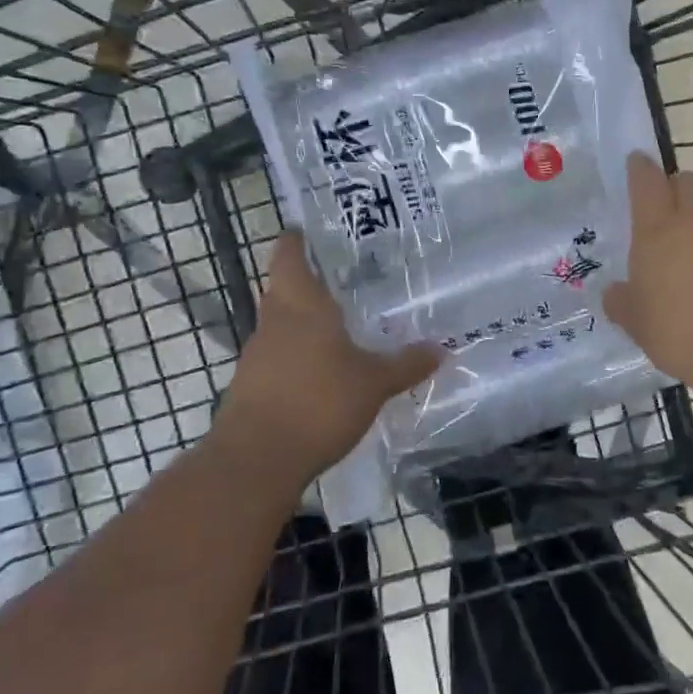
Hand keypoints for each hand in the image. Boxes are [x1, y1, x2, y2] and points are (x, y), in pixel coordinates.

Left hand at [213, 232, 439, 483]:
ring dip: (305, 322)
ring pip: (282, 325)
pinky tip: (323, 372)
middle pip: (285, 289)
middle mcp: (275, 323)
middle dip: (310, 282)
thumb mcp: (374, 384)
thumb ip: (406, 364)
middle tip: (347, 280)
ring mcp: (257, 356)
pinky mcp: (251, 387)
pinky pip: (278, 357)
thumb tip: (442, 348)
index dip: (296, 240)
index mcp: (302, 306)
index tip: (309, 230)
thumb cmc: (318, 404)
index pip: (289, 257)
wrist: (255, 462)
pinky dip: (298, 356)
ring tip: (342, 326)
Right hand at [604, 153, 692, 391]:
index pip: (647, 182)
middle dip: (679, 185)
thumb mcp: (638, 324)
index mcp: (657, 231)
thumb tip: (613, 293)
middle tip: (671, 204)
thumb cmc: (681, 333)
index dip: (641, 169)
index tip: (638, 161)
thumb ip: (623, 303)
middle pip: (689, 181)